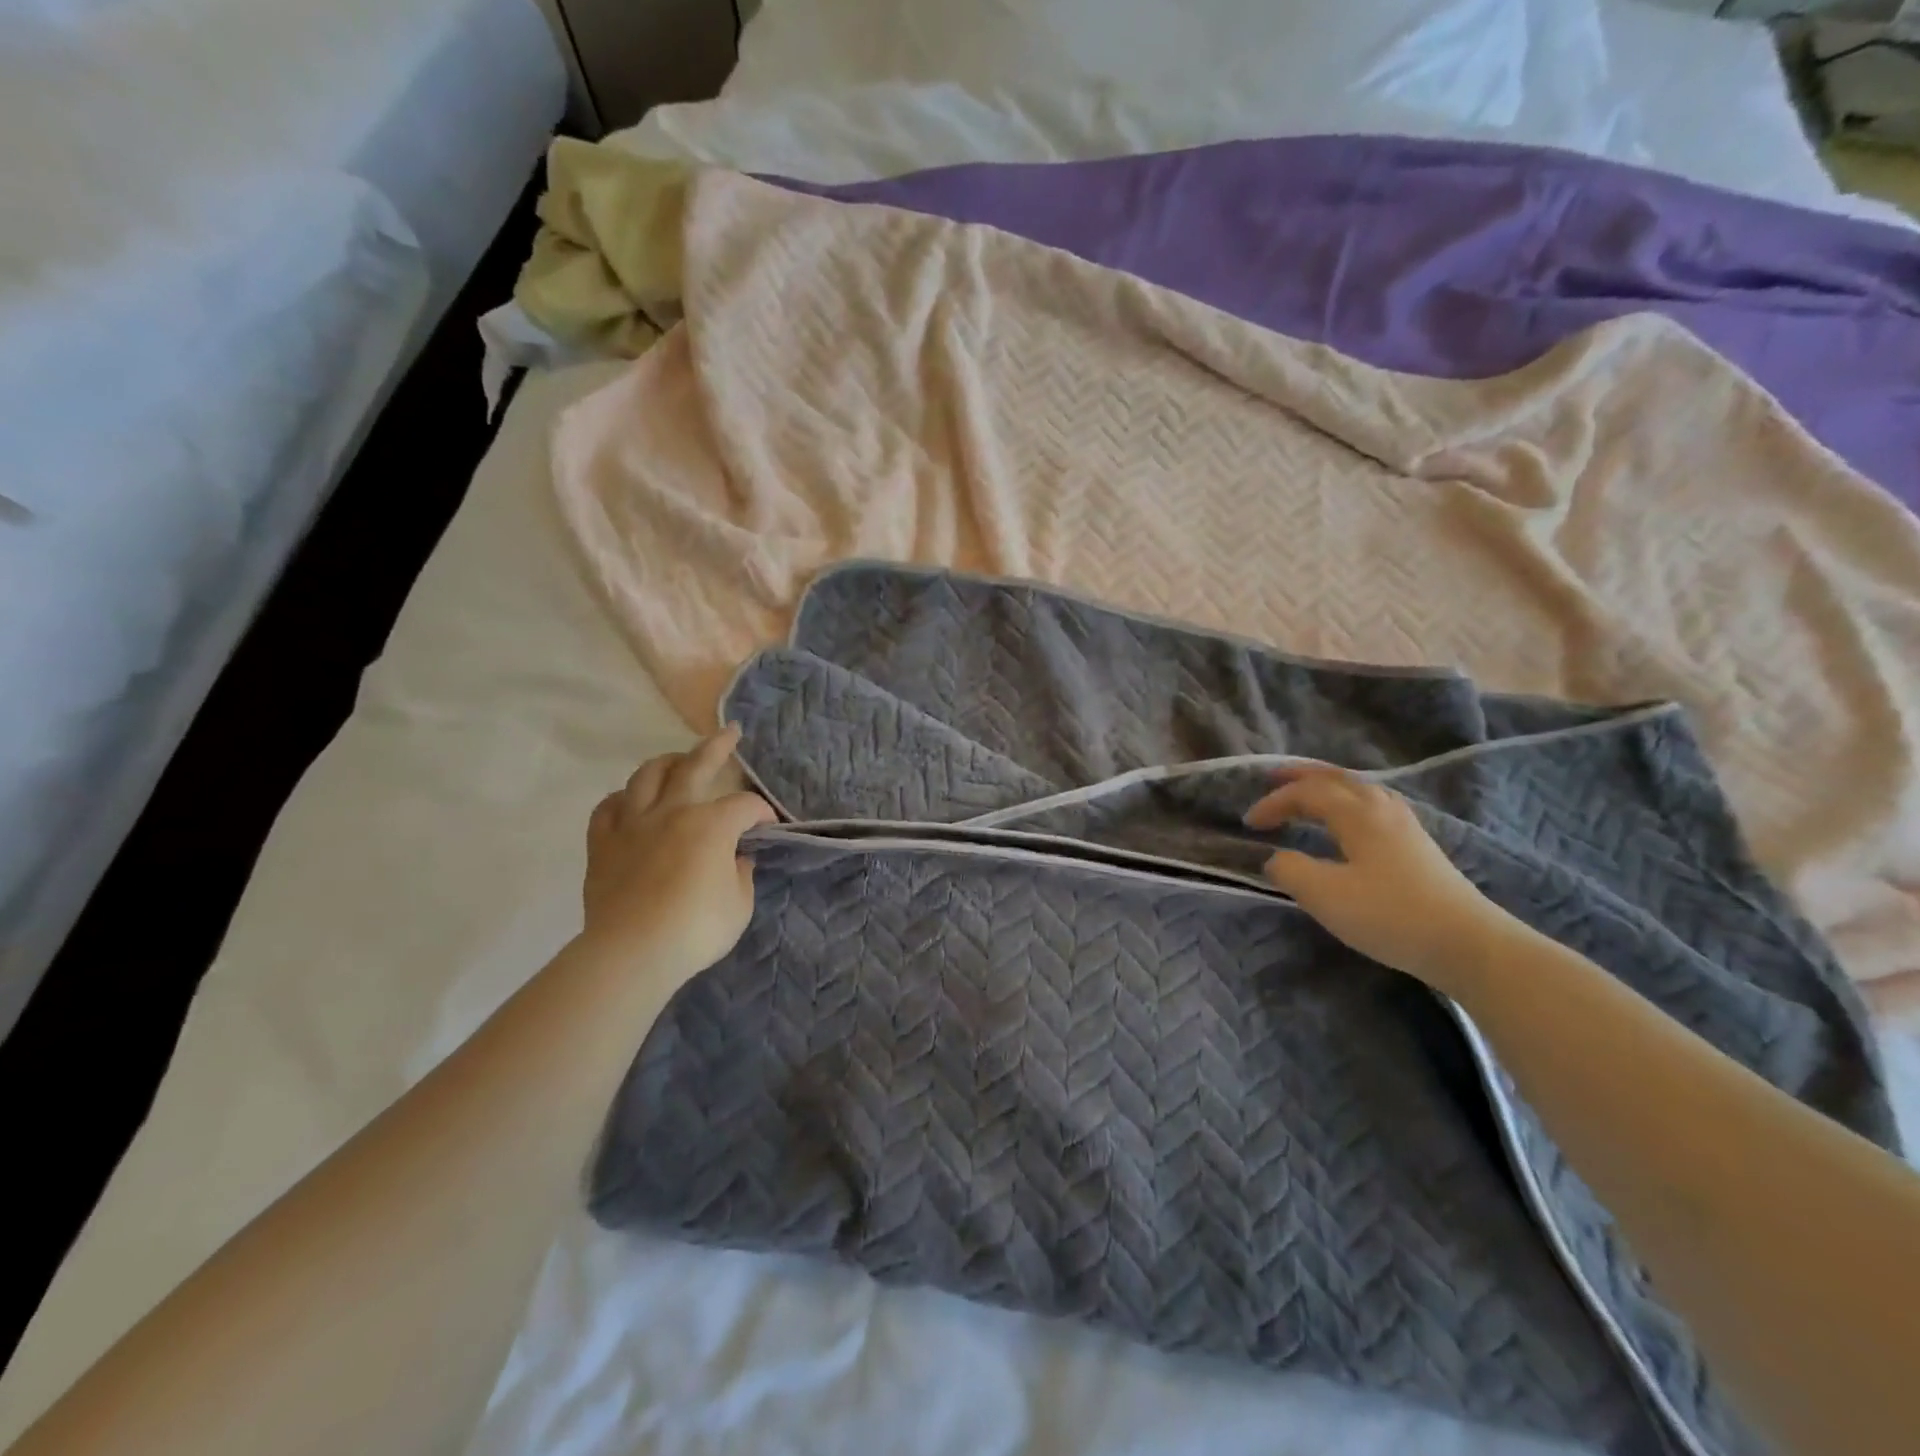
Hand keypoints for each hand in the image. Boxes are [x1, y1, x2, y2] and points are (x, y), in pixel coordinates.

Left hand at [583, 726, 775, 984]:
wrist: (632, 952)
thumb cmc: (695, 929)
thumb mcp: (739, 905)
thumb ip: (740, 874)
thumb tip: (734, 858)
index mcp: (711, 824)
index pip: (745, 806)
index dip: (761, 812)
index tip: (767, 827)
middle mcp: (672, 811)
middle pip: (696, 766)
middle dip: (717, 746)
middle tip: (729, 732)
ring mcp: (633, 824)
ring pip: (647, 776)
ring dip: (666, 762)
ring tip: (677, 760)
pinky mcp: (603, 843)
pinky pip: (608, 808)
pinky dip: (622, 799)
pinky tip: (630, 801)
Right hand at [1244, 765, 1516, 991]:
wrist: (1468, 944)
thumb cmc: (1390, 915)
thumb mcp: (1325, 895)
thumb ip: (1290, 870)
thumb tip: (1276, 859)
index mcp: (1357, 813)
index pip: (1307, 793)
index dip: (1274, 803)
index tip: (1249, 824)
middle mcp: (1382, 808)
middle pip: (1336, 778)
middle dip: (1301, 776)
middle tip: (1272, 777)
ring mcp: (1405, 825)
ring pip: (1359, 789)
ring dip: (1327, 786)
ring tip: (1307, 793)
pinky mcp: (1418, 846)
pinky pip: (1373, 805)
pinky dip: (1348, 801)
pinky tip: (1349, 819)